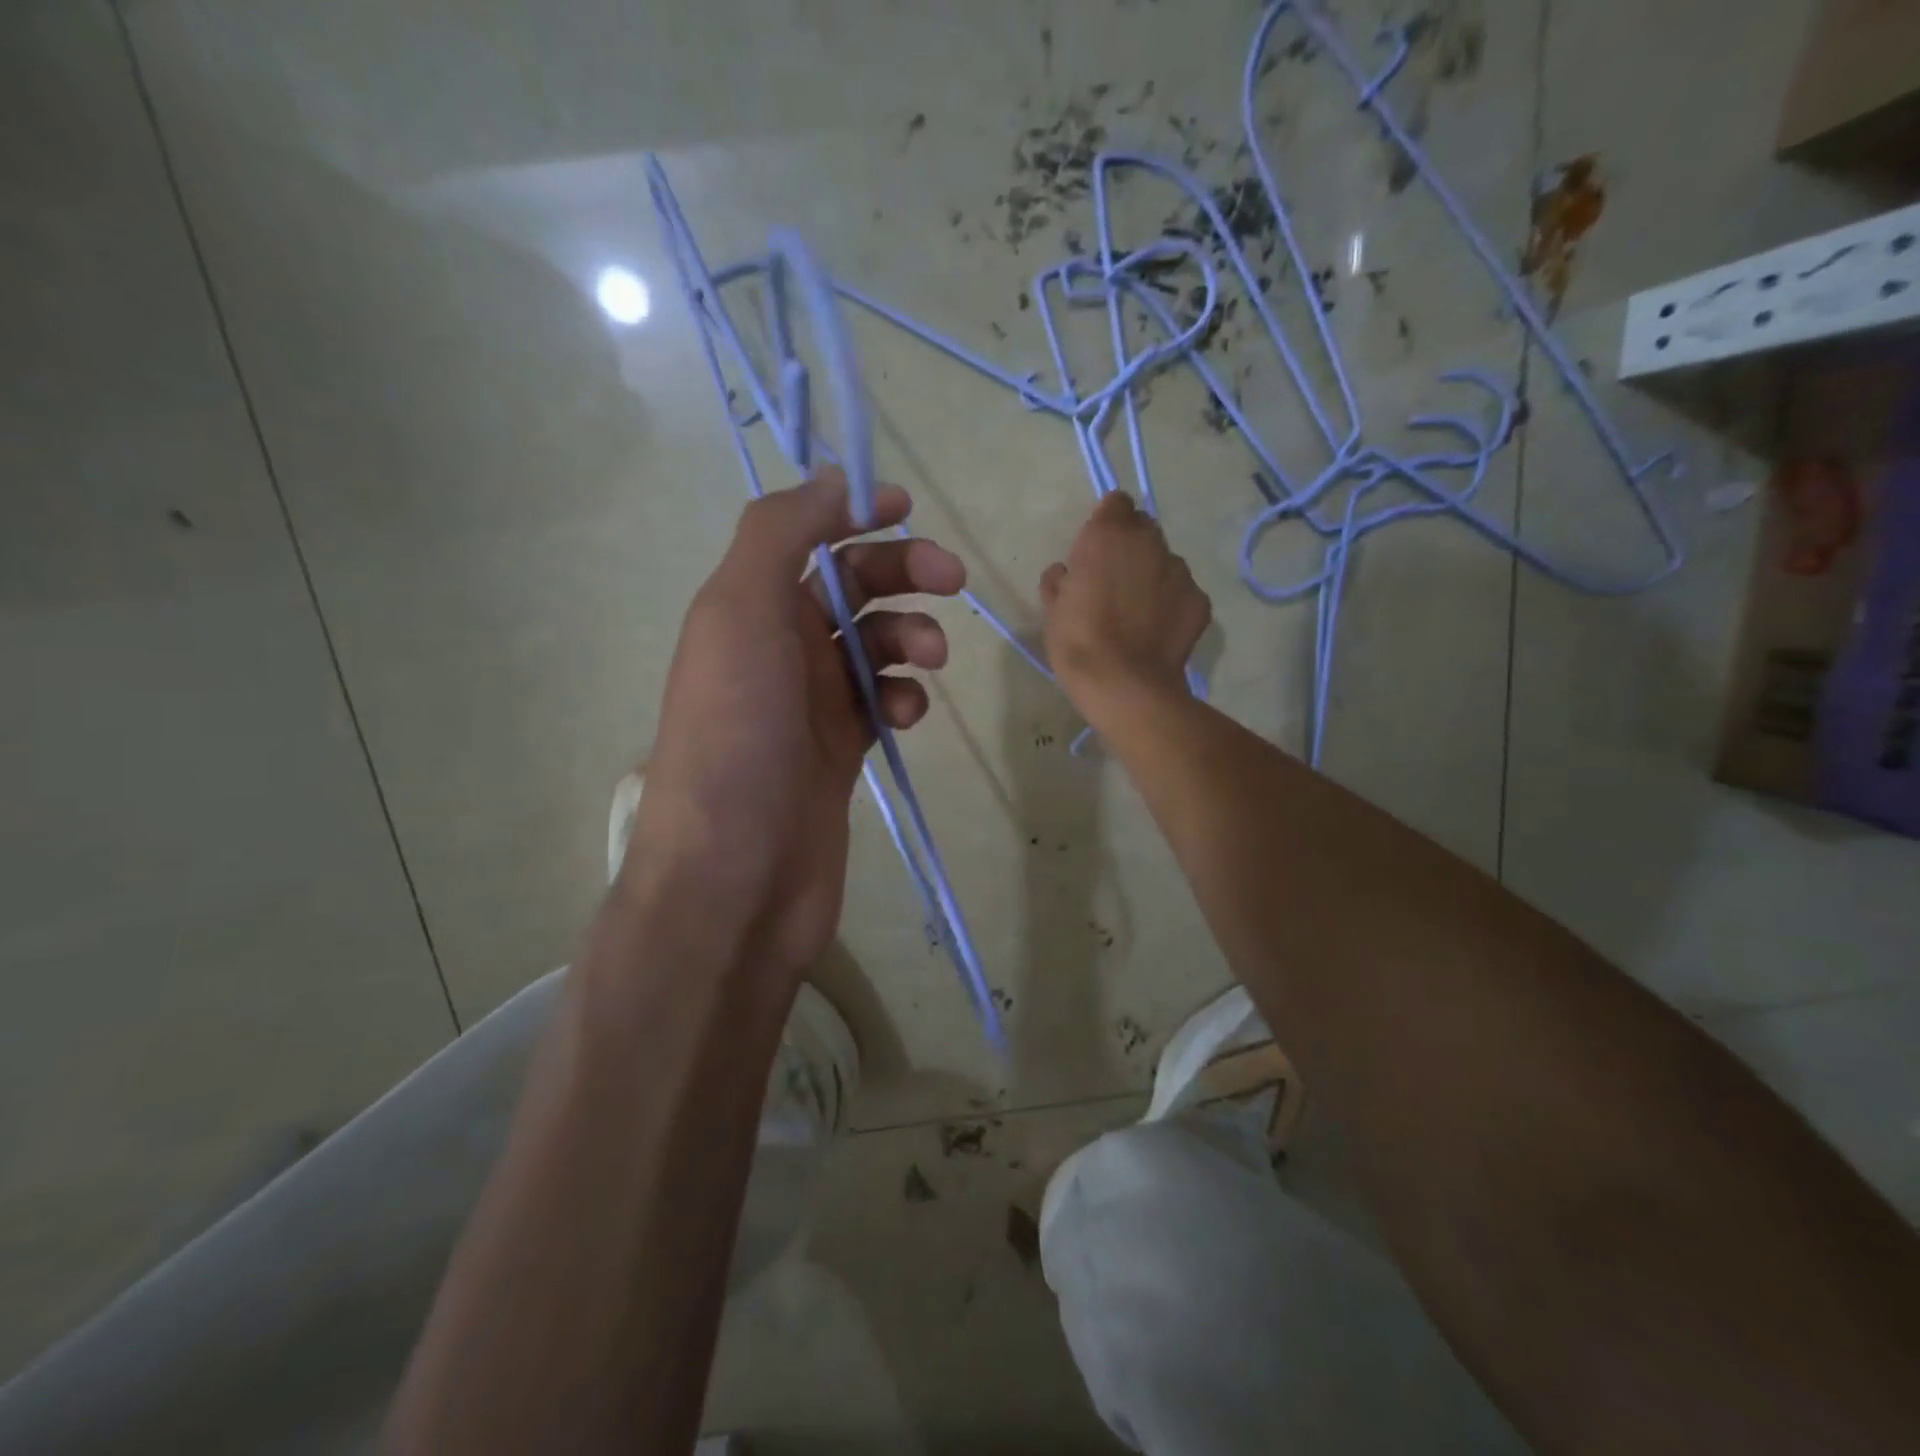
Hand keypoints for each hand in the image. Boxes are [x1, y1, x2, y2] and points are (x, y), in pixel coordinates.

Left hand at [628, 469, 964, 980]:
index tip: (906, 509)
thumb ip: (780, 535)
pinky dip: (904, 697)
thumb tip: (831, 480)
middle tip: (953, 580)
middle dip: (903, 572)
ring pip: (877, 645)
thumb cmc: (737, 736)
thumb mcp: (740, 612)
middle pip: (851, 587)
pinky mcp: (842, 751)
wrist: (737, 875)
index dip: (853, 514)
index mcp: (747, 607)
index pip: (806, 538)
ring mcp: (811, 703)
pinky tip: (907, 715)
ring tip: (929, 661)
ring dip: (912, 637)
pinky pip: (884, 703)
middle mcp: (777, 648)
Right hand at [1041, 491, 1211, 711]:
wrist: (1124, 685)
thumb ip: (1060, 580)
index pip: (1116, 503)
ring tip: (1138, 612)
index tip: (1096, 548)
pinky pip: (1182, 592)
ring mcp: (1179, 570)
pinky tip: (1157, 631)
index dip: (1107, 522)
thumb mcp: (1053, 609)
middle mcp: (1148, 542)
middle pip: (1143, 528)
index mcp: (1107, 535)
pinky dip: (1171, 604)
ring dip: (1152, 576)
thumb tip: (1066, 572)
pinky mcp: (1200, 600)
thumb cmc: (1078, 642)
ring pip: (1165, 561)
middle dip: (1131, 547)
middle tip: (1115, 581)